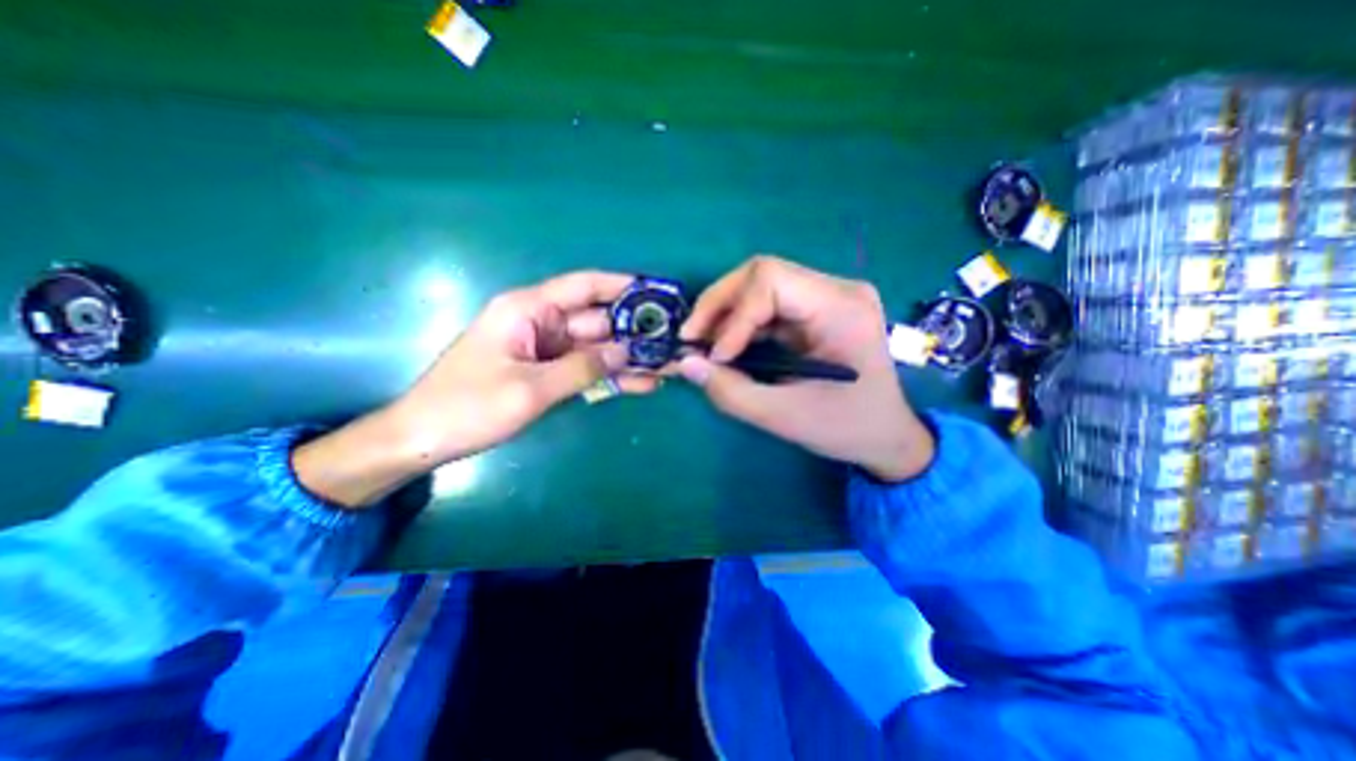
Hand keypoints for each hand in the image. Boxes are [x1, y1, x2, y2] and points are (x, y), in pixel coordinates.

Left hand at [299, 270, 658, 509]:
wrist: (423, 440)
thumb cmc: (468, 407)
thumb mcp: (529, 389)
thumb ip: (581, 369)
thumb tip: (626, 353)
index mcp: (528, 310)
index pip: (584, 286)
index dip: (622, 286)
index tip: (657, 292)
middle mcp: (541, 323)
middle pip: (597, 320)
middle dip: (634, 331)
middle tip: (673, 340)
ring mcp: (546, 350)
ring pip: (596, 348)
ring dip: (628, 358)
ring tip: (667, 365)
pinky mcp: (548, 372)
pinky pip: (586, 369)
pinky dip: (610, 377)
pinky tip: (642, 384)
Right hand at [678, 256, 933, 480]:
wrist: (887, 436)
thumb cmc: (847, 428)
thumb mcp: (785, 417)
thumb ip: (730, 392)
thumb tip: (684, 363)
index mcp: (841, 308)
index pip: (771, 280)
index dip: (733, 315)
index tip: (715, 357)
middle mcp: (836, 290)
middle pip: (762, 273)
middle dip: (719, 305)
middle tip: (691, 338)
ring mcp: (826, 298)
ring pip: (760, 285)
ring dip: (725, 313)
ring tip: (702, 344)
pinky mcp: (814, 312)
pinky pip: (767, 306)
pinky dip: (739, 324)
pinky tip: (724, 346)